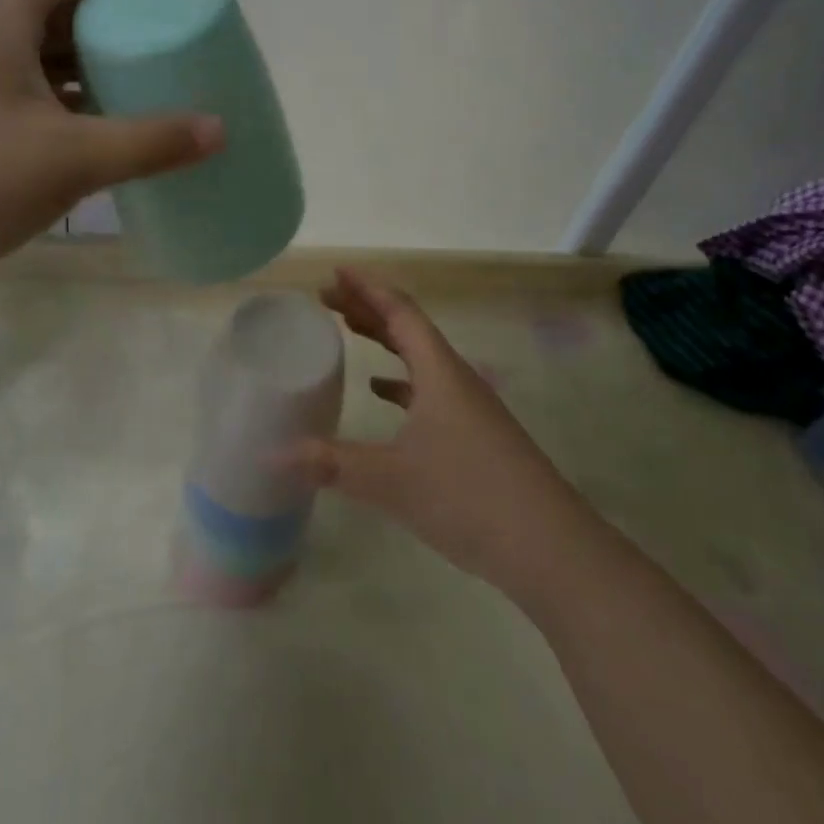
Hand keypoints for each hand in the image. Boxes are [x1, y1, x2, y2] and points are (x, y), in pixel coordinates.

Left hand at [0, 0, 223, 289]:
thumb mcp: (72, 158)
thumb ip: (150, 142)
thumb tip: (220, 130)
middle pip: (49, 12)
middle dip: (104, 19)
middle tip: (158, 39)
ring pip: (39, 63)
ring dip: (87, 68)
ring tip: (142, 86)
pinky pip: (31, 106)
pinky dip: (70, 110)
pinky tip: (103, 139)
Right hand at [288, 270, 573, 605]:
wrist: (550, 549)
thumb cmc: (469, 496)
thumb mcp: (392, 480)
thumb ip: (332, 464)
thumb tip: (272, 453)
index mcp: (439, 372)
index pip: (399, 312)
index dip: (366, 289)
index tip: (334, 273)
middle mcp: (456, 379)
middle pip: (408, 329)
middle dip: (368, 310)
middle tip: (328, 301)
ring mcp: (471, 408)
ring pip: (420, 358)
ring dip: (385, 341)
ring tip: (350, 333)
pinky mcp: (477, 436)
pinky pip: (430, 390)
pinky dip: (401, 382)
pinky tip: (383, 395)